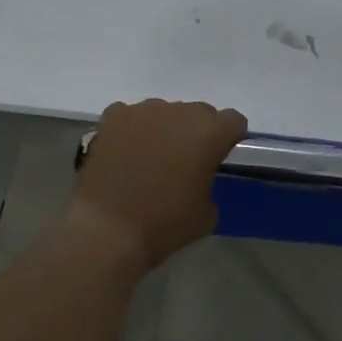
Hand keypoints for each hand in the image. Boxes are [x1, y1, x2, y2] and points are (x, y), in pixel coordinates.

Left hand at [70, 100, 247, 268]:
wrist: (108, 229)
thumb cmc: (164, 224)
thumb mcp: (207, 214)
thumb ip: (210, 182)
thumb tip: (198, 176)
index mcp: (209, 133)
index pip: (233, 120)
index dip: (229, 137)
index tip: (220, 156)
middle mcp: (178, 112)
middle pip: (198, 112)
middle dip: (196, 132)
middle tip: (184, 161)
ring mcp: (143, 110)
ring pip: (163, 111)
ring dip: (164, 129)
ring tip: (150, 158)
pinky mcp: (113, 116)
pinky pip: (130, 115)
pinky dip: (132, 129)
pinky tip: (124, 152)